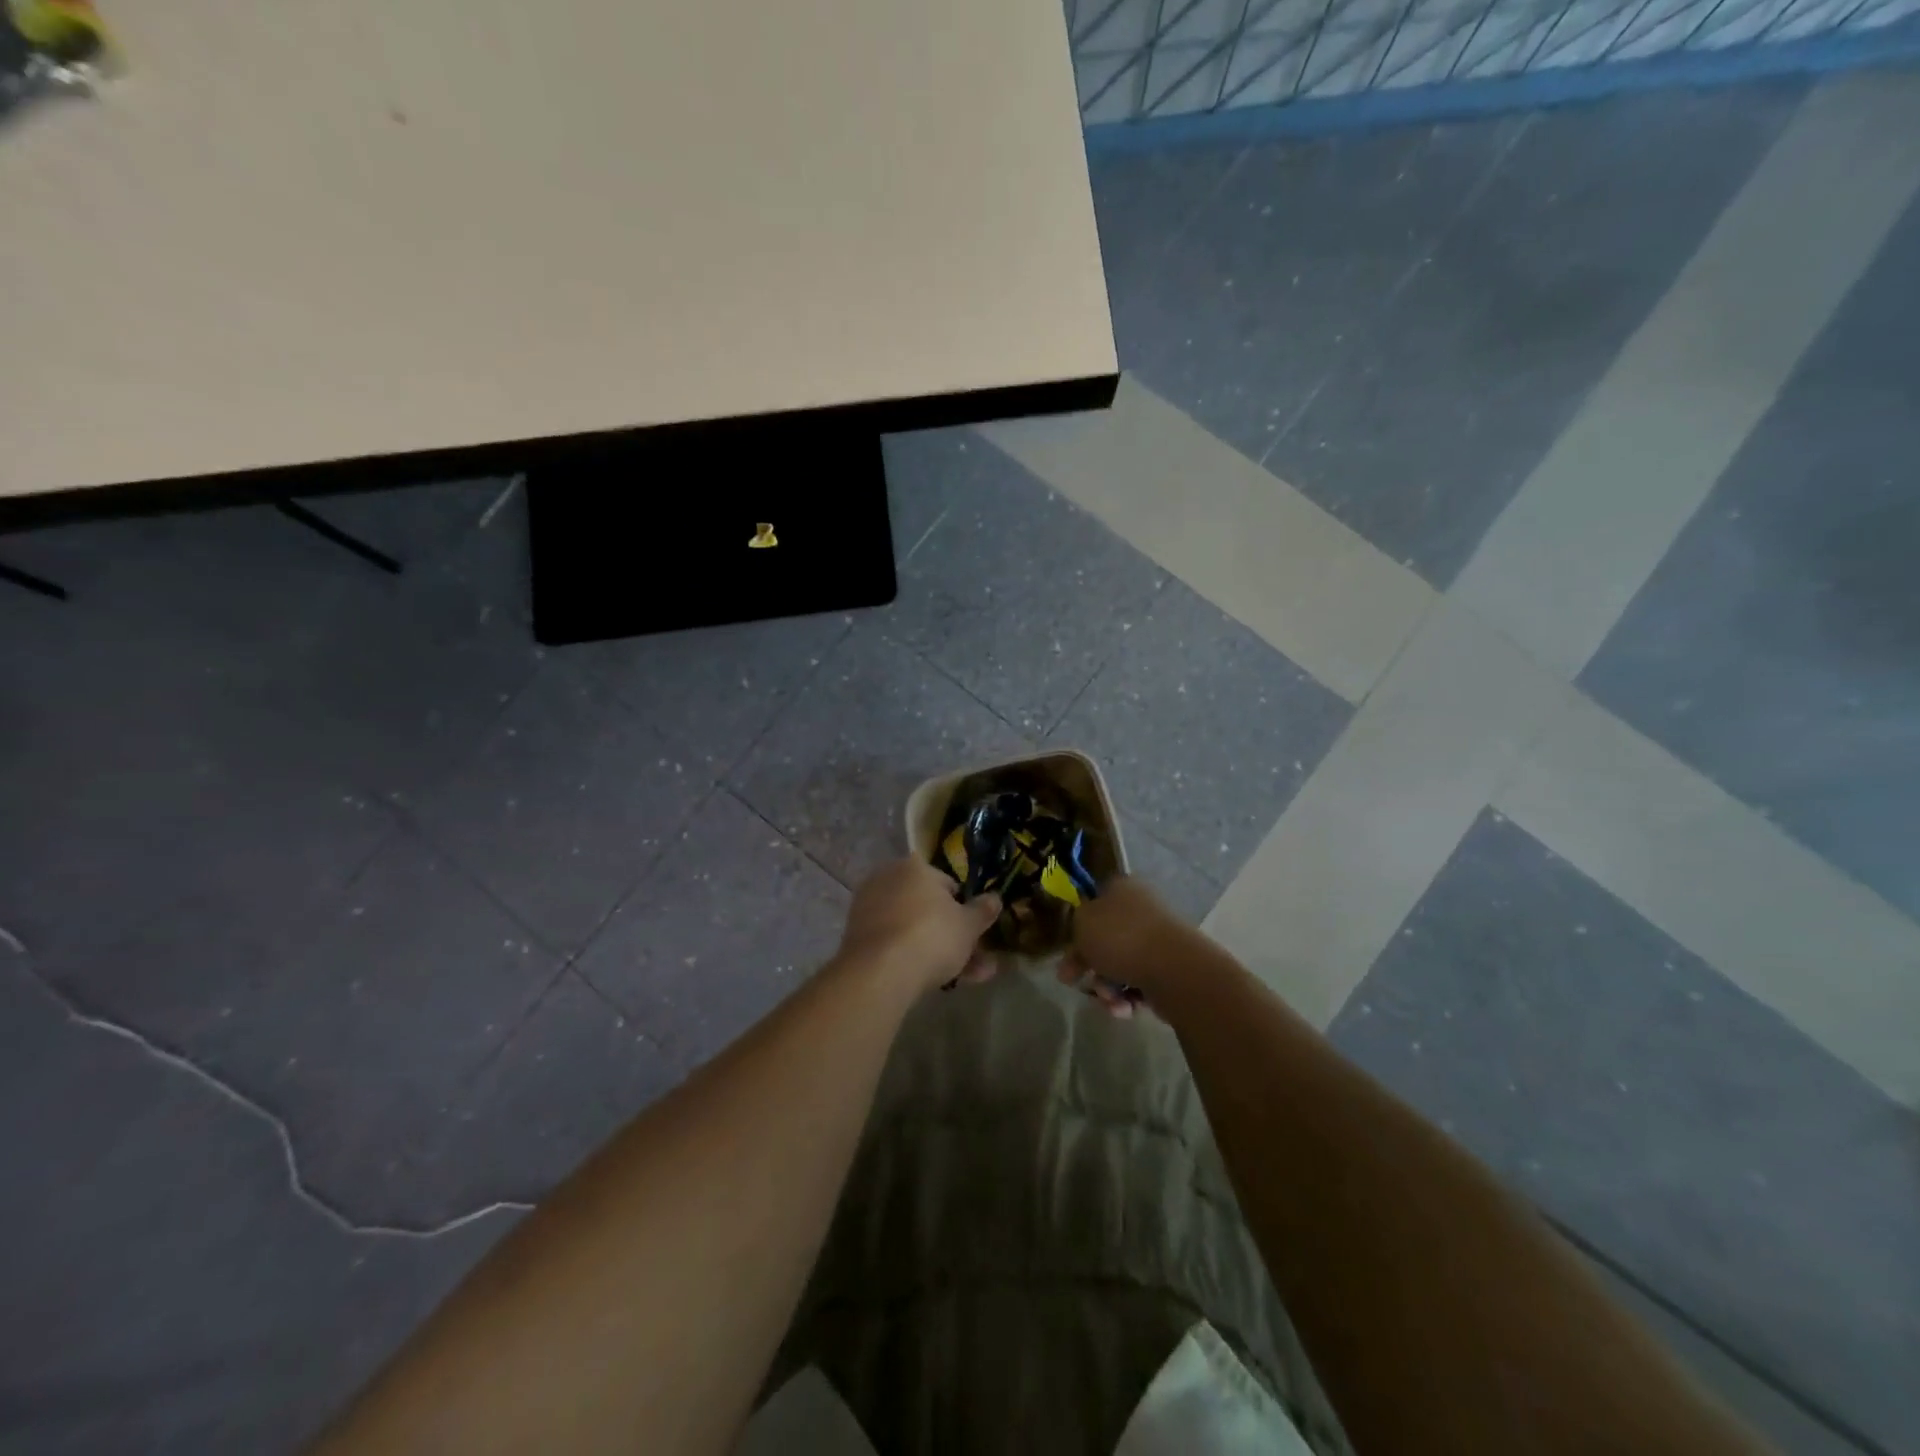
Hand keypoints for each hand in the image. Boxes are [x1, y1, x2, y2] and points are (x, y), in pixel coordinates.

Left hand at [836, 858, 1001, 995]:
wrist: (880, 972)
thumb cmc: (932, 936)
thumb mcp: (969, 925)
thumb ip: (983, 910)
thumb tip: (995, 898)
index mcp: (915, 867)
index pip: (947, 884)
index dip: (965, 909)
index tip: (976, 933)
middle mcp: (888, 879)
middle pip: (928, 909)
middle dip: (953, 935)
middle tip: (976, 962)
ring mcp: (869, 908)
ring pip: (913, 929)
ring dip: (938, 951)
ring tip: (964, 980)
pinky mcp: (856, 937)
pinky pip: (894, 943)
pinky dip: (912, 958)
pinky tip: (932, 981)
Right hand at [1058, 877, 1190, 1016]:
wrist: (1171, 969)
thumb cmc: (1120, 937)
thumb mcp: (1082, 921)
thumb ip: (1076, 924)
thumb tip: (1087, 933)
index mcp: (1122, 888)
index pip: (1094, 902)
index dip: (1078, 926)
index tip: (1066, 949)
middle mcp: (1141, 910)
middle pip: (1105, 939)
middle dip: (1088, 965)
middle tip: (1071, 981)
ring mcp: (1157, 941)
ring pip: (1119, 966)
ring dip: (1106, 987)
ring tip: (1109, 999)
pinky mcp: (1168, 970)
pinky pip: (1138, 984)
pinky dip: (1128, 998)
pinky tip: (1126, 1007)